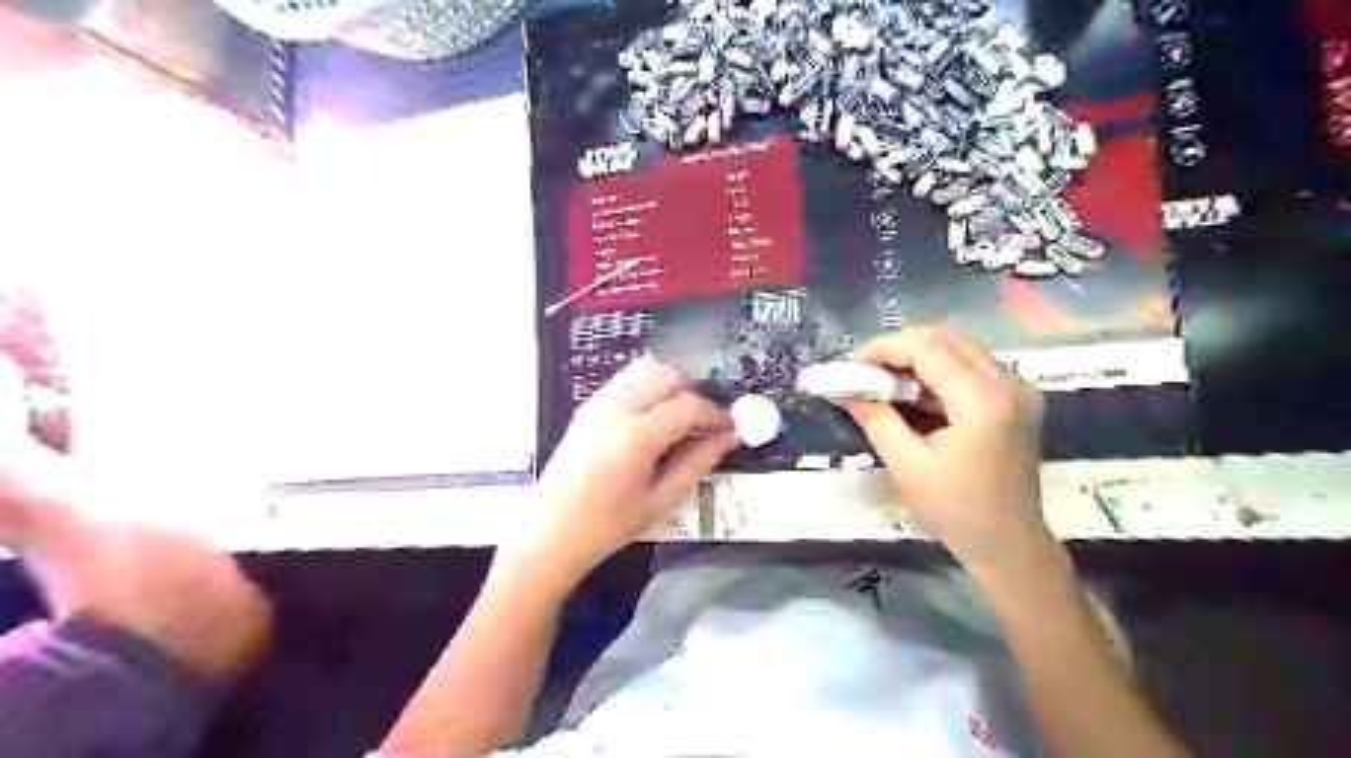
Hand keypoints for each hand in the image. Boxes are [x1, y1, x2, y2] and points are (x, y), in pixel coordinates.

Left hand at [506, 359, 738, 586]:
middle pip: (669, 376)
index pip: (689, 405)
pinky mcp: (587, 405)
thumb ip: (697, 463)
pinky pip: (626, 379)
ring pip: (646, 369)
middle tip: (704, 424)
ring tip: (679, 417)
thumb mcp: (661, 500)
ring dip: (671, 385)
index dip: (715, 413)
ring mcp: (598, 403)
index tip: (729, 428)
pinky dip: (647, 386)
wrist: (551, 532)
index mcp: (636, 437)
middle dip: (695, 395)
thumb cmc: (608, 525)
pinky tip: (652, 416)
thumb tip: (727, 437)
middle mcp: (617, 409)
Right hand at [841, 321, 1054, 574]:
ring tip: (885, 382)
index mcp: (983, 402)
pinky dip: (938, 372)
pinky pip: (971, 366)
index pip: (929, 348)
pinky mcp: (1017, 398)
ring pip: (959, 348)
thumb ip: (876, 419)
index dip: (886, 348)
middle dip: (900, 349)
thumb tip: (844, 389)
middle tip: (867, 373)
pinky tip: (914, 394)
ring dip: (918, 358)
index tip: (854, 366)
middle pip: (946, 339)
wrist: (1009, 544)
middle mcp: (1008, 384)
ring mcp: (1018, 389)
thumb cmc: (955, 511)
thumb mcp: (906, 465)